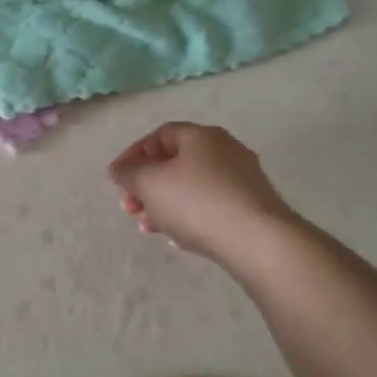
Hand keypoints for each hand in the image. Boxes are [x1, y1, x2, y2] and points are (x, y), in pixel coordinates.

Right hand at [109, 122, 295, 263]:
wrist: (258, 241)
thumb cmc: (196, 203)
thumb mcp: (149, 184)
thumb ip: (128, 173)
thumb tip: (120, 169)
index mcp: (200, 135)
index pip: (159, 135)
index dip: (133, 155)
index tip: (117, 180)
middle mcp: (225, 149)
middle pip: (175, 162)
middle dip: (147, 186)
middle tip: (130, 208)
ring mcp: (243, 178)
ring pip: (192, 186)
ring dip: (164, 205)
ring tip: (148, 228)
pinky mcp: (253, 206)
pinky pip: (211, 206)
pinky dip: (189, 217)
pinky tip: (178, 239)